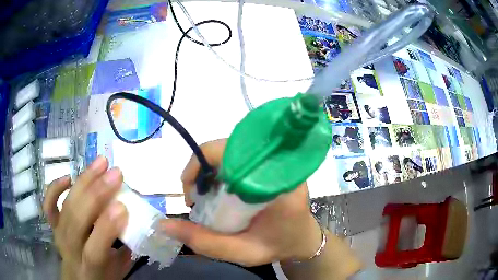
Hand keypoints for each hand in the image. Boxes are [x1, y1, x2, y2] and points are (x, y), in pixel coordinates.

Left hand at [43, 156, 132, 279]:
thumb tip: (135, 219)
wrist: (79, 277)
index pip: (95, 249)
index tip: (123, 206)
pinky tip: (68, 177)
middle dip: (96, 195)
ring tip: (101, 163)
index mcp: (90, 268)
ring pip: (66, 206)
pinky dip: (55, 188)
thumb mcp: (119, 268)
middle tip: (116, 174)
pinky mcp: (53, 224)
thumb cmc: (103, 275)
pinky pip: (49, 205)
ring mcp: (59, 234)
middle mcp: (70, 250)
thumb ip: (126, 248)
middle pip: (77, 220)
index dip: (106, 228)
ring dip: (83, 182)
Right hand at [160, 139, 322, 266]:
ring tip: (203, 197)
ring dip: (209, 170)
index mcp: (280, 181)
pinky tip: (216, 190)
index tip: (192, 194)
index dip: (202, 165)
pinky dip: (219, 170)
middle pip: (229, 147)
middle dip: (202, 169)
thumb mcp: (242, 252)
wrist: (302, 239)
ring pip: (230, 150)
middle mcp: (279, 162)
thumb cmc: (277, 246)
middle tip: (195, 199)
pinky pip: (236, 156)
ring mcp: (275, 159)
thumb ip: (205, 242)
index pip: (235, 152)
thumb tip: (164, 224)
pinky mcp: (268, 162)